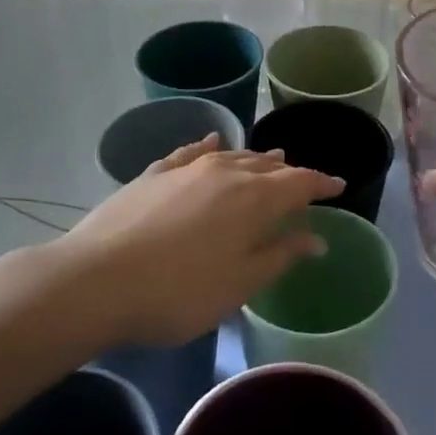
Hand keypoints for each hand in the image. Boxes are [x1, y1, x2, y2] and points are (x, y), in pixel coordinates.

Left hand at [56, 137, 341, 347]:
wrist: (96, 281)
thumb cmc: (179, 292)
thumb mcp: (239, 284)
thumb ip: (279, 256)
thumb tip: (315, 238)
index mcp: (253, 199)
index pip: (298, 184)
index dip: (321, 184)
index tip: (338, 186)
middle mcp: (224, 172)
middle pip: (266, 166)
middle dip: (289, 172)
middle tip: (303, 179)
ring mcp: (185, 169)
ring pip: (231, 155)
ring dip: (254, 158)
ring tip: (269, 159)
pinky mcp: (153, 174)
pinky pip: (189, 152)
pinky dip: (208, 146)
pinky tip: (210, 142)